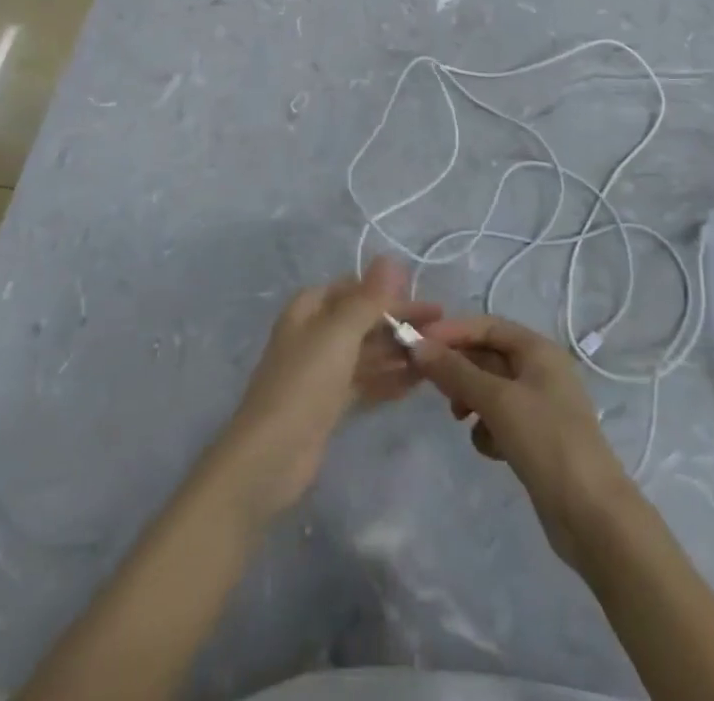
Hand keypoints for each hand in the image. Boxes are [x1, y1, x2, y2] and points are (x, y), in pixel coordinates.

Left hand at [209, 257, 440, 521]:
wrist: (270, 456)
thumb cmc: (304, 383)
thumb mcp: (339, 333)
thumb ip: (368, 298)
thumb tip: (390, 258)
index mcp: (310, 309)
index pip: (355, 289)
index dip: (390, 293)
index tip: (427, 302)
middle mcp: (315, 333)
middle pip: (363, 320)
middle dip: (399, 324)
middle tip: (443, 331)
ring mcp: (322, 370)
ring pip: (367, 352)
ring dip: (399, 351)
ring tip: (438, 356)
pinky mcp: (329, 403)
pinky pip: (366, 381)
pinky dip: (389, 379)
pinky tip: (419, 382)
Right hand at [411, 314, 636, 571]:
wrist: (592, 515)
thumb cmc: (546, 441)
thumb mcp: (497, 400)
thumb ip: (455, 372)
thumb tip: (417, 346)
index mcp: (538, 350)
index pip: (487, 326)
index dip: (452, 332)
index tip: (418, 344)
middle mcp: (541, 371)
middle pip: (488, 356)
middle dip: (459, 369)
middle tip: (431, 386)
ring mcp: (540, 406)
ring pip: (491, 390)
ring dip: (471, 400)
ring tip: (459, 418)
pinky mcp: (537, 439)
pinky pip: (501, 419)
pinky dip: (488, 429)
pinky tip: (489, 449)